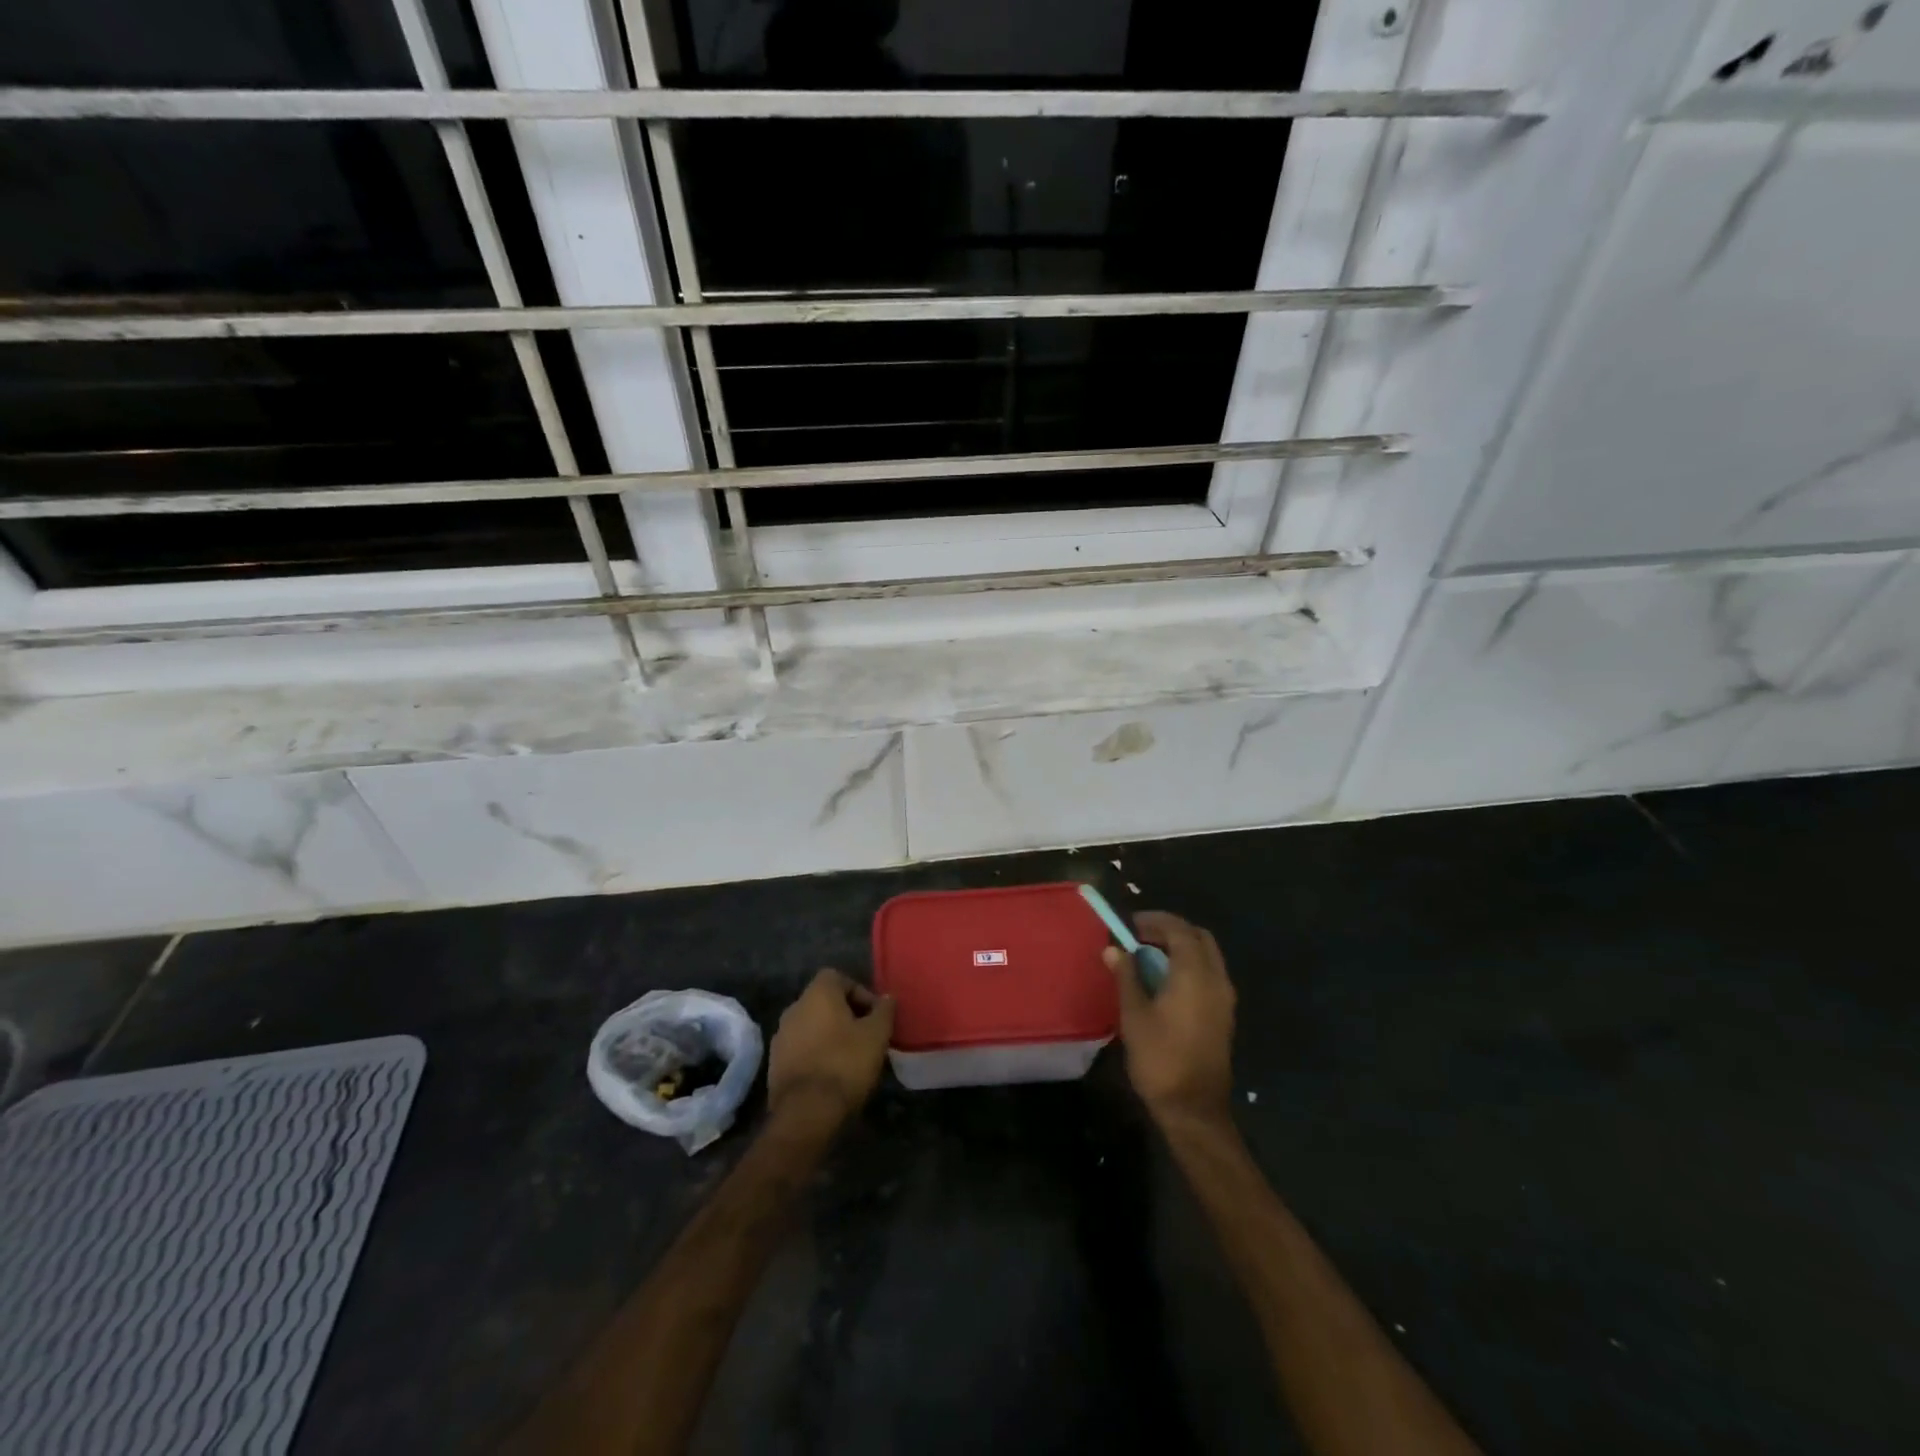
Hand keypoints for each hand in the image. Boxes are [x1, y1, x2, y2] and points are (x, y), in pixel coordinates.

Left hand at [767, 969, 895, 1129]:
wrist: (806, 1112)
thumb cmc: (845, 1063)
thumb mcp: (876, 1035)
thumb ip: (883, 1011)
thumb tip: (887, 998)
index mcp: (817, 994)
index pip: (838, 977)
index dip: (860, 992)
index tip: (874, 1015)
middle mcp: (794, 1008)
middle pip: (823, 1001)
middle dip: (846, 1014)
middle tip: (866, 1035)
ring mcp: (780, 1036)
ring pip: (811, 1025)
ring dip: (830, 1034)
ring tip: (850, 1056)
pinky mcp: (774, 1063)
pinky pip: (800, 1047)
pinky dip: (815, 1053)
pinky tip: (831, 1073)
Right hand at [1106, 911, 1235, 1129]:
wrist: (1194, 1109)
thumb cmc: (1160, 1058)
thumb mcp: (1134, 1015)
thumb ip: (1126, 976)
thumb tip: (1114, 949)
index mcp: (1195, 974)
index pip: (1179, 930)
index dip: (1155, 921)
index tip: (1130, 924)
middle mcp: (1216, 979)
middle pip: (1199, 938)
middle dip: (1171, 930)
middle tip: (1141, 937)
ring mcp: (1224, 999)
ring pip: (1207, 956)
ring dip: (1181, 948)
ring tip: (1149, 958)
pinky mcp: (1224, 1015)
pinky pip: (1210, 974)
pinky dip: (1190, 966)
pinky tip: (1166, 982)